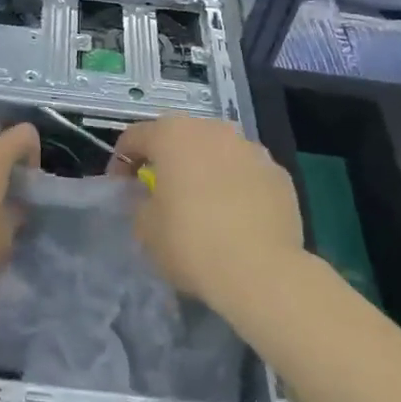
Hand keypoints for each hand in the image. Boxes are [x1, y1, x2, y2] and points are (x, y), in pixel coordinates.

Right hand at [114, 117, 305, 309]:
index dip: (122, 162)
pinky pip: (247, 173)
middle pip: (180, 137)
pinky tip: (236, 218)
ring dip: (205, 170)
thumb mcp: (145, 228)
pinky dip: (236, 187)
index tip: (121, 188)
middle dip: (167, 160)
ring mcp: (251, 149)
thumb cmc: (191, 243)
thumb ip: (140, 203)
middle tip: (160, 192)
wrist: (261, 271)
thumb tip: (150, 197)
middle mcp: (213, 130)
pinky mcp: (279, 174)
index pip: (135, 137)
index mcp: (173, 135)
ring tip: (203, 204)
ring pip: (218, 152)